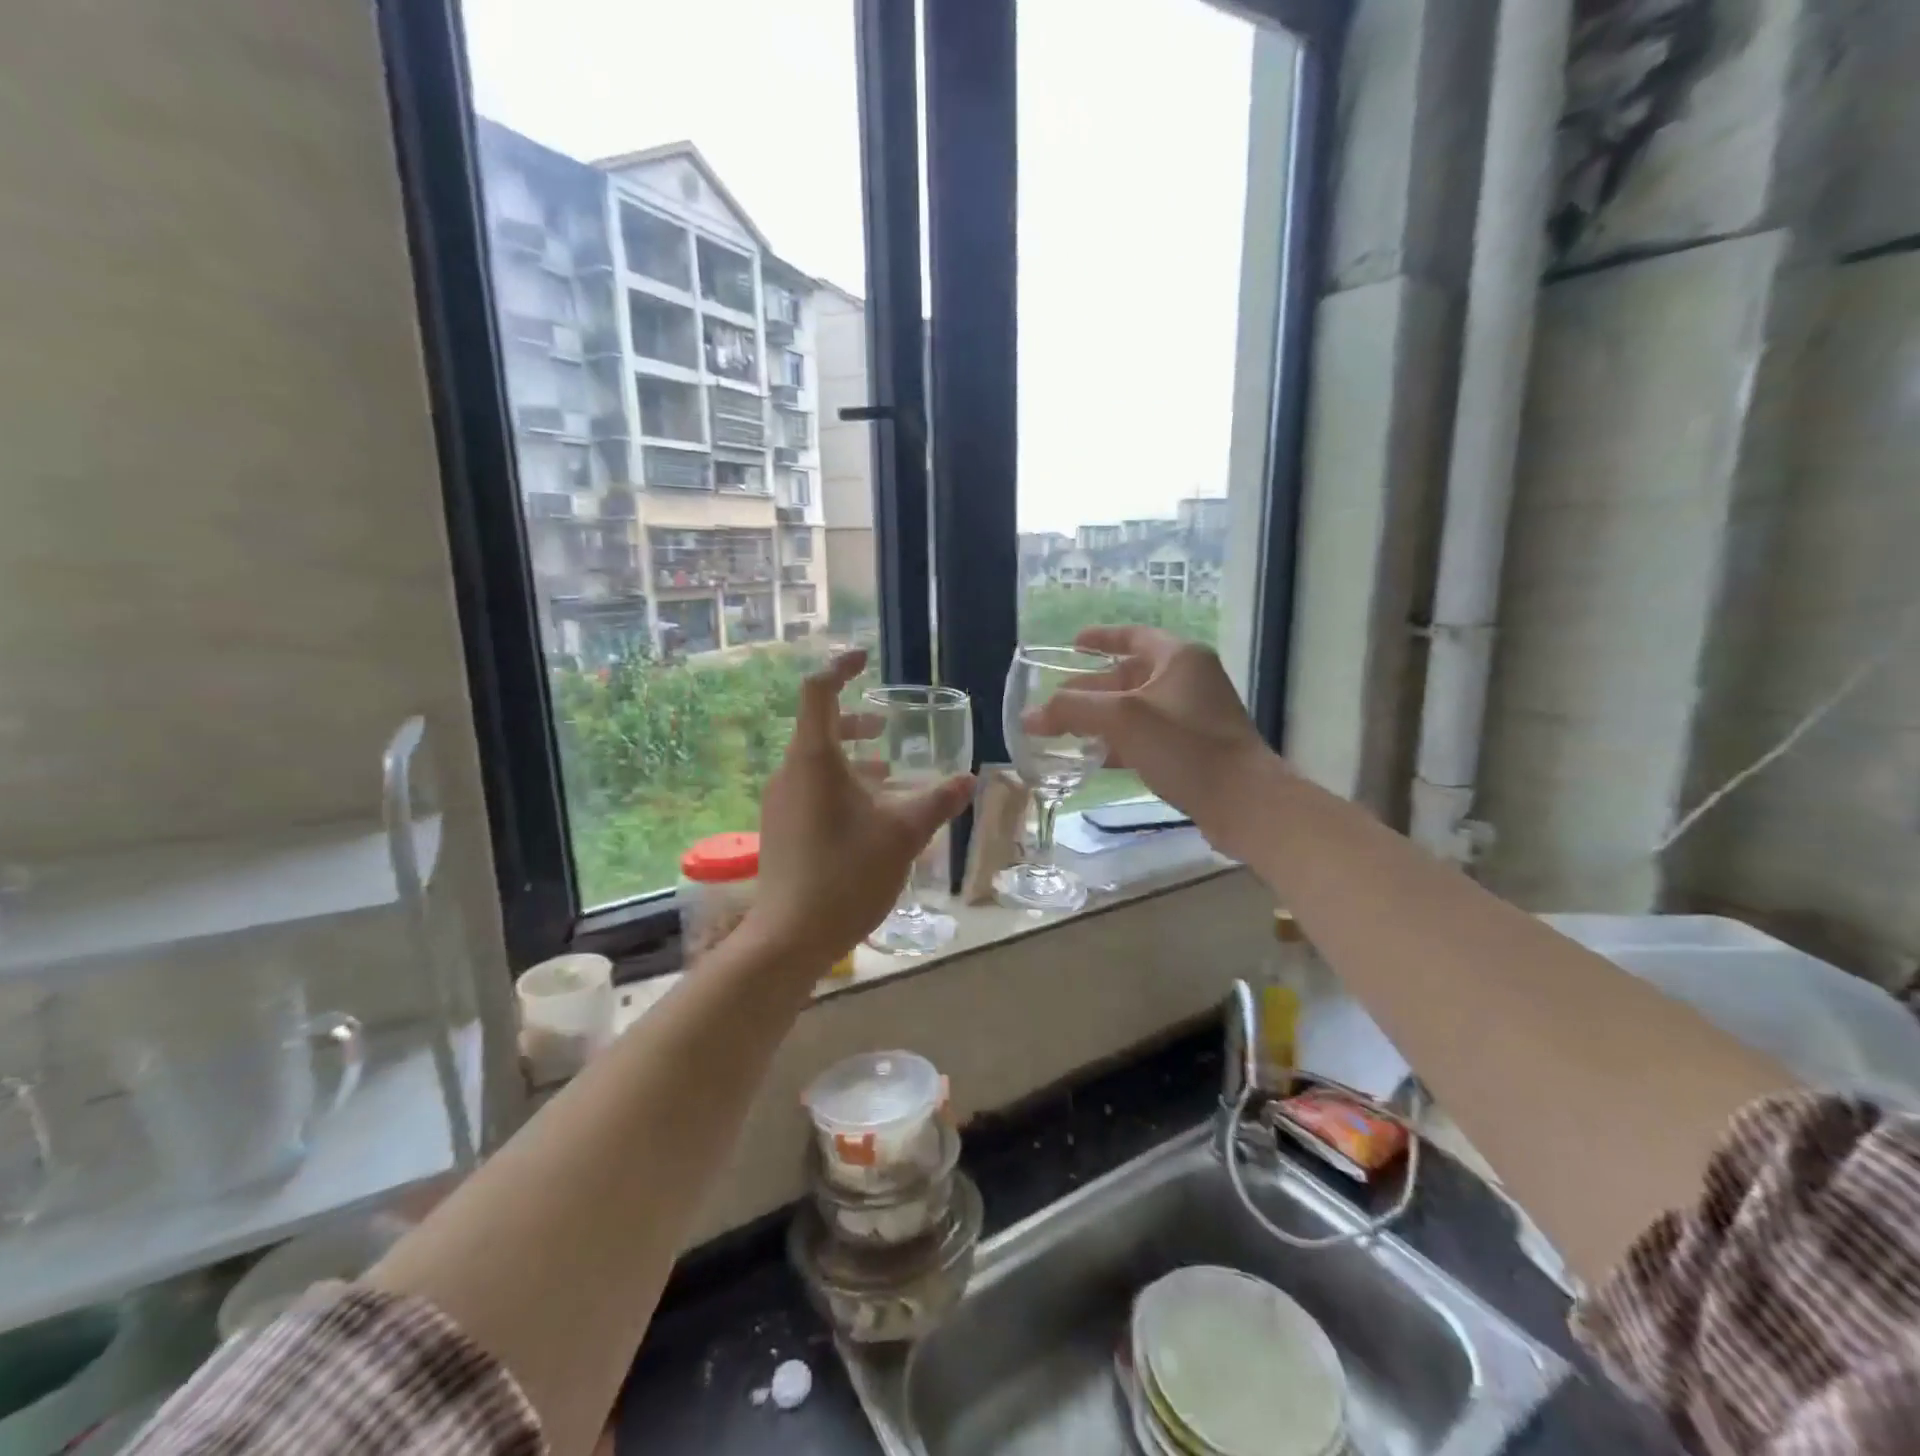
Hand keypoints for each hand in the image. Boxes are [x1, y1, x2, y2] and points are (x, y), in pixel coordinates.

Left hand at [747, 651, 973, 965]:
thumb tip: (969, 780)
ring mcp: (781, 802)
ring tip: (889, 773)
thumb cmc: (847, 873)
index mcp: (814, 759)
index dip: (841, 667)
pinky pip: (811, 789)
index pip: (818, 691)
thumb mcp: (903, 834)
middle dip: (855, 722)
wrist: (791, 935)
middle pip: (818, 727)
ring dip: (852, 759)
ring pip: (816, 762)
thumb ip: (937, 801)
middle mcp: (790, 772)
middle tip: (888, 728)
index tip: (865, 660)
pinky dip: (841, 786)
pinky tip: (870, 814)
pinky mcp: (781, 828)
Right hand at [1022, 626, 1275, 837]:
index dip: (1101, 637)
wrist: (1244, 803)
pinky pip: (1148, 736)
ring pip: (1137, 709)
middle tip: (1056, 701)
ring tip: (1065, 730)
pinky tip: (1094, 757)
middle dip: (1091, 687)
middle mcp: (1189, 680)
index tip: (1072, 644)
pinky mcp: (1194, 749)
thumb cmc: (1185, 747)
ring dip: (1102, 718)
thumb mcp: (1123, 719)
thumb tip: (1028, 716)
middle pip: (1130, 675)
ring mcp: (1194, 716)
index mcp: (1179, 658)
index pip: (1133, 636)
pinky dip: (1120, 742)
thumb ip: (1072, 710)